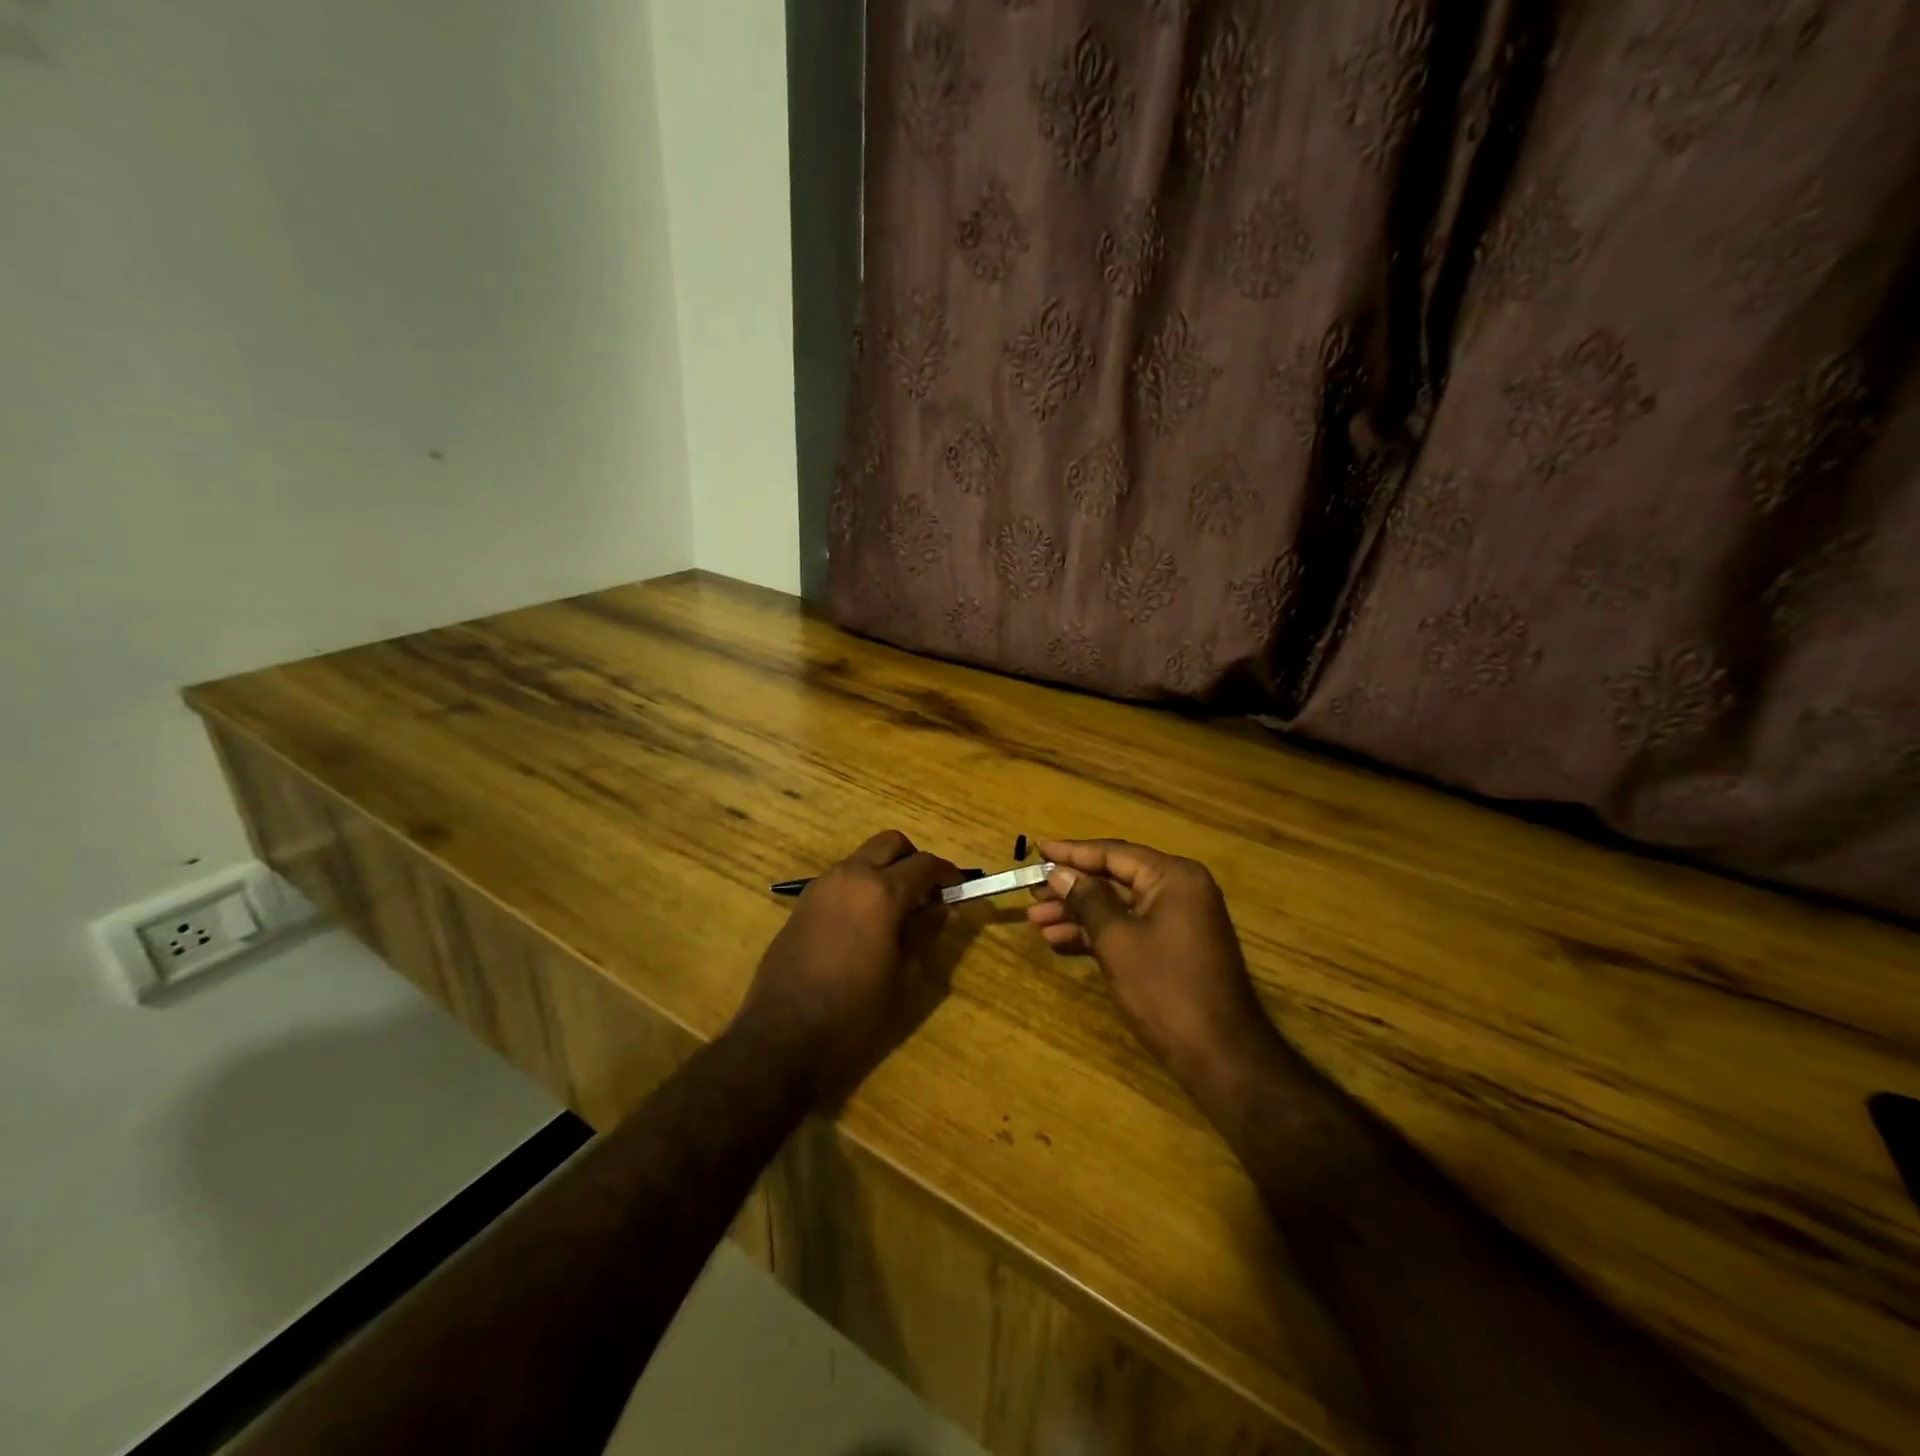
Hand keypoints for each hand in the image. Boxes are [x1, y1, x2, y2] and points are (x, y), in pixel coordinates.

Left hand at [733, 830, 961, 1101]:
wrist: (783, 1035)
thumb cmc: (854, 1011)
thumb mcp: (903, 974)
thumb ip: (925, 931)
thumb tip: (944, 907)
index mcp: (881, 892)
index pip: (925, 864)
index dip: (947, 872)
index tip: (959, 887)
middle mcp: (851, 876)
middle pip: (890, 843)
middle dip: (913, 859)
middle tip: (926, 893)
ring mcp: (821, 886)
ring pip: (862, 857)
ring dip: (884, 870)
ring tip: (897, 911)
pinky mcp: (802, 903)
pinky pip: (841, 878)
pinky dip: (861, 885)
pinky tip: (865, 923)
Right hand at [1026, 838, 1278, 1084]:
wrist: (1220, 1055)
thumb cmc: (1165, 989)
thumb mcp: (1117, 940)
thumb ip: (1086, 900)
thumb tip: (1059, 872)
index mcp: (1173, 877)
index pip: (1114, 853)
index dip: (1072, 852)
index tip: (1037, 850)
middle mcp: (1179, 890)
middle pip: (1115, 878)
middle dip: (1071, 888)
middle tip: (1032, 893)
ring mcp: (1178, 921)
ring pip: (1118, 907)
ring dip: (1078, 914)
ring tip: (1036, 922)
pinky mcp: (1173, 948)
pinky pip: (1129, 929)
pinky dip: (1097, 935)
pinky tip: (1060, 941)